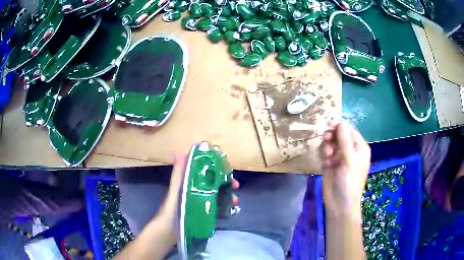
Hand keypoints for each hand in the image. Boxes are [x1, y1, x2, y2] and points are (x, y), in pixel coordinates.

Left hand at [160, 153, 239, 224]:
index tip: (227, 169)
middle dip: (226, 182)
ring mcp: (200, 202)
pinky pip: (217, 207)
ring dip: (227, 195)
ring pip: (217, 194)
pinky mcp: (203, 213)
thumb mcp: (176, 191)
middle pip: (214, 182)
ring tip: (235, 201)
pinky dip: (225, 206)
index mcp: (188, 183)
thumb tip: (178, 152)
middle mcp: (195, 190)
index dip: (216, 168)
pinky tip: (232, 210)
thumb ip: (178, 175)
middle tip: (235, 186)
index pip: (204, 170)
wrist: (168, 232)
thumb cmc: (171, 210)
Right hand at [321, 122, 370, 217]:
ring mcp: (340, 158)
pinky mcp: (331, 164)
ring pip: (332, 144)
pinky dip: (325, 156)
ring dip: (328, 147)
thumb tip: (341, 121)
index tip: (330, 128)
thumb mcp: (349, 159)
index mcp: (359, 148)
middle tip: (326, 139)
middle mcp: (350, 151)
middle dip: (333, 137)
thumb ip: (345, 140)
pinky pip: (326, 153)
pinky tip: (326, 164)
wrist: (339, 203)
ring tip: (328, 155)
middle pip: (340, 136)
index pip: (350, 131)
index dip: (341, 128)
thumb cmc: (349, 181)